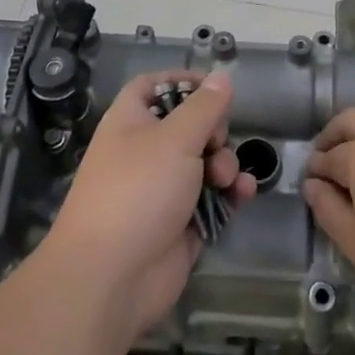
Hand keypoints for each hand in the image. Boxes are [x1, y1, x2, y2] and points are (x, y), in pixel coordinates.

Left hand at [40, 70, 256, 343]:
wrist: (110, 278)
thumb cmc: (138, 190)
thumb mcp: (176, 138)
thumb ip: (204, 106)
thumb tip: (221, 76)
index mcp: (131, 122)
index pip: (153, 86)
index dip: (181, 81)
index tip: (213, 87)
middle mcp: (144, 151)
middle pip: (188, 125)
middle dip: (214, 131)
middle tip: (216, 142)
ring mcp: (162, 190)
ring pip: (204, 163)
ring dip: (225, 165)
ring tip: (225, 179)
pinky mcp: (180, 224)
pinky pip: (211, 199)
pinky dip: (229, 194)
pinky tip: (243, 194)